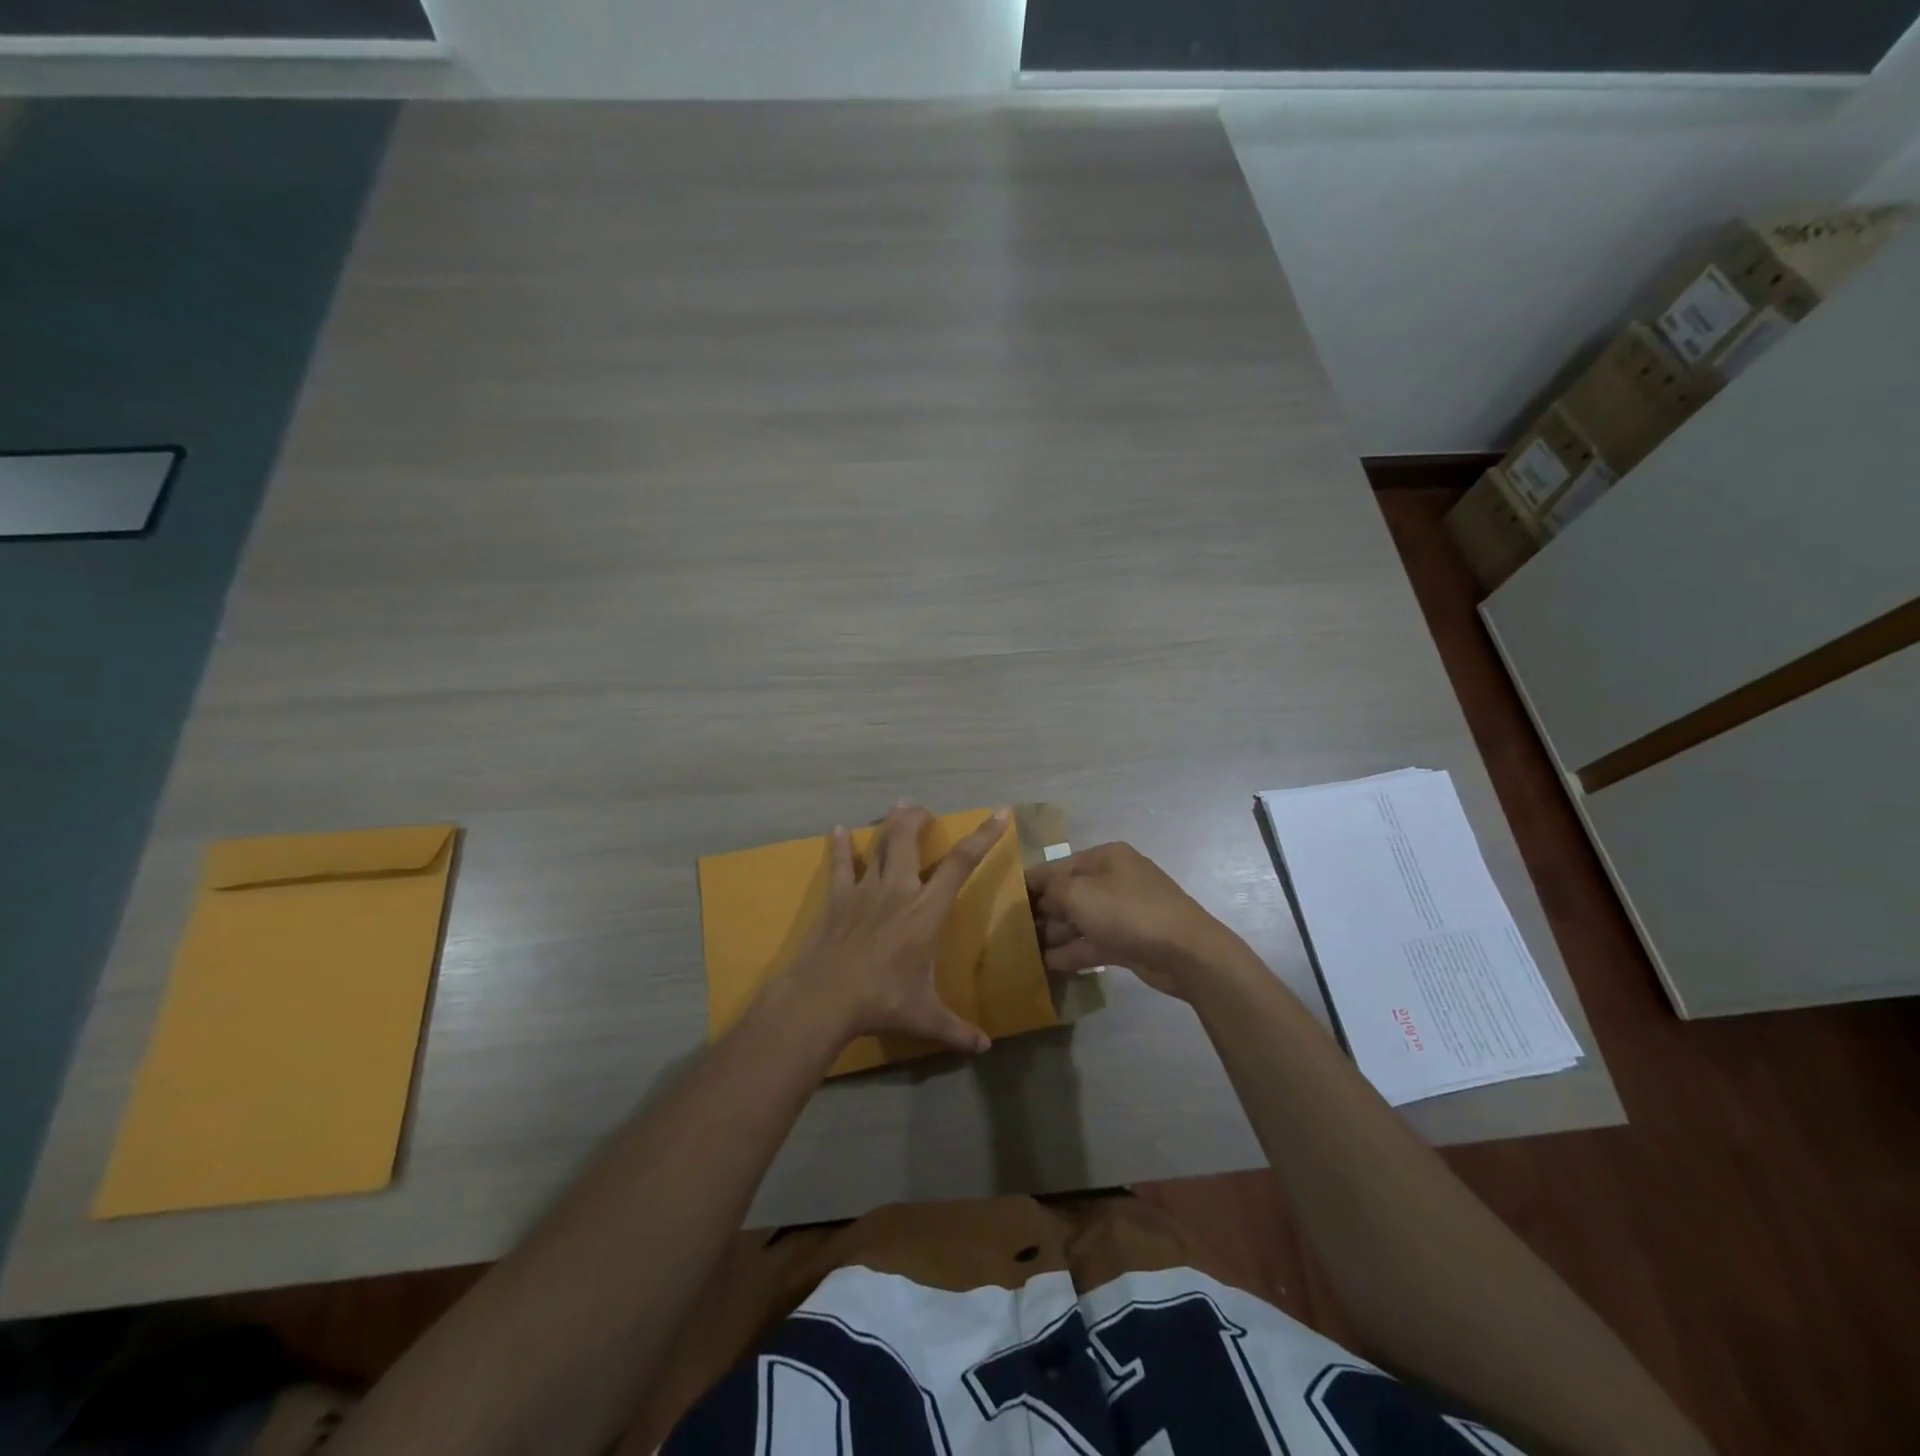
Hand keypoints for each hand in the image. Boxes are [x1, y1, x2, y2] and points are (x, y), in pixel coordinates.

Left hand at [781, 803, 1006, 1055]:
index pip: (961, 864)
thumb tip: (985, 1048)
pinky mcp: (837, 899)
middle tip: (924, 809)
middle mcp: (897, 890)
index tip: (1000, 813)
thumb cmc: (881, 1002)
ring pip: (878, 844)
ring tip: (897, 807)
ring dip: (889, 824)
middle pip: (908, 839)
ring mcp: (864, 890)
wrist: (824, 998)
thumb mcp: (925, 1018)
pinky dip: (839, 847)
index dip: (983, 836)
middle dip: (918, 817)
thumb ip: (957, 1030)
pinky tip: (836, 831)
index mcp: (926, 911)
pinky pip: (839, 865)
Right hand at [1026, 842, 1239, 999]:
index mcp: (1104, 857)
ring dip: (1055, 934)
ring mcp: (1123, 911)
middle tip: (1011, 932)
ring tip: (1024, 951)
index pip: (1056, 866)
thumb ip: (1051, 889)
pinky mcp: (1129, 940)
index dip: (1030, 884)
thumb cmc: (1128, 912)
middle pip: (1068, 893)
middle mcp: (1113, 879)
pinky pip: (1093, 941)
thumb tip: (1037, 894)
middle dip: (1042, 911)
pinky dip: (1072, 951)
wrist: (1185, 952)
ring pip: (1080, 919)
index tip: (1003, 903)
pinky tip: (1048, 964)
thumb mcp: (1079, 893)